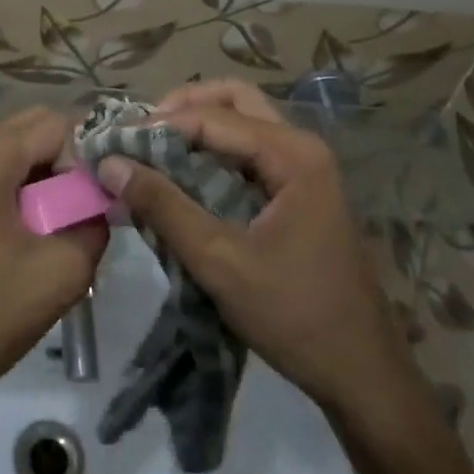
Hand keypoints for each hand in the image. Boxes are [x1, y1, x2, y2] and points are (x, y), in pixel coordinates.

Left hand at [0, 108, 106, 407]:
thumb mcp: (63, 272)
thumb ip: (94, 223)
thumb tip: (101, 201)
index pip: (56, 124)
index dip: (88, 151)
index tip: (103, 191)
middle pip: (32, 125)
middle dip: (68, 154)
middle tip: (88, 200)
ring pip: (15, 144)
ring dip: (46, 168)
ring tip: (66, 213)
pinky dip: (24, 180)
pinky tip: (37, 222)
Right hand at [95, 80, 420, 427]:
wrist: (362, 374)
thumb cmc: (294, 315)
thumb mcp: (219, 261)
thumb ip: (163, 206)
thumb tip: (110, 163)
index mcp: (292, 154)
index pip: (212, 117)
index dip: (158, 125)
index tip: (114, 143)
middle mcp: (301, 146)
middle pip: (232, 99)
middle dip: (181, 109)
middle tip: (139, 135)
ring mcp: (304, 166)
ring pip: (240, 121)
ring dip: (196, 127)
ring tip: (152, 151)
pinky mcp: (298, 188)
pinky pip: (247, 150)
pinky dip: (211, 151)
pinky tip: (181, 174)